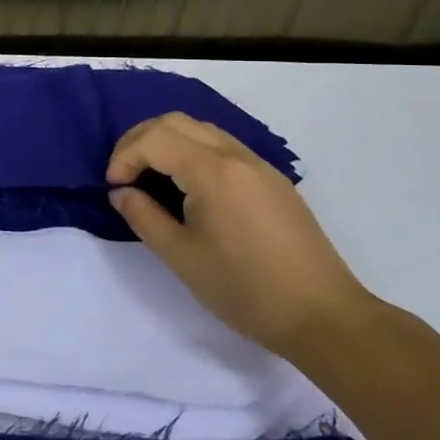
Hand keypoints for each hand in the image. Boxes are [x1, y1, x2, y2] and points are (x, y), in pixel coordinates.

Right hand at [106, 112, 369, 358]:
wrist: (325, 317)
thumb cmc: (245, 289)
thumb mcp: (181, 256)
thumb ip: (143, 216)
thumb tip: (122, 193)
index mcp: (213, 172)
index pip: (154, 139)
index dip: (124, 157)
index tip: (114, 189)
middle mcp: (237, 157)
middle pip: (175, 122)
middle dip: (139, 141)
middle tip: (124, 175)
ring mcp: (260, 166)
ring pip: (200, 130)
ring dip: (166, 143)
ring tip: (150, 178)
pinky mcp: (272, 181)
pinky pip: (222, 146)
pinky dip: (192, 152)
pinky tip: (186, 187)